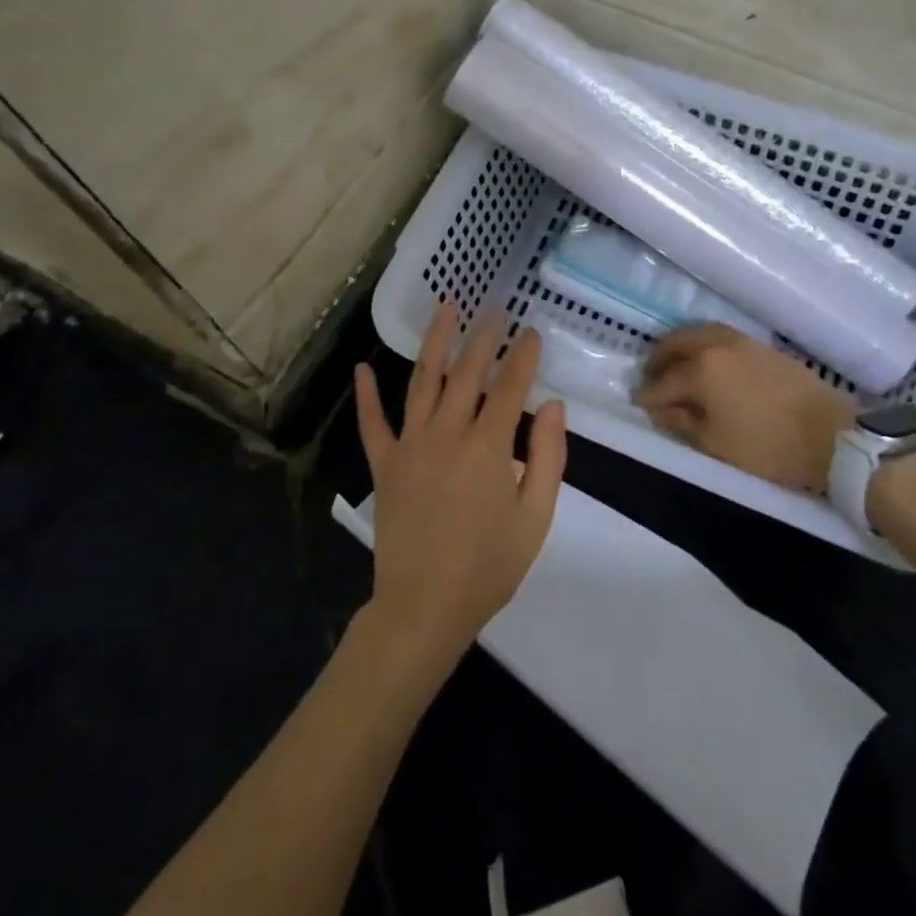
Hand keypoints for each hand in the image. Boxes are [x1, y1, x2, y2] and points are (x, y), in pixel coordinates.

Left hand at [353, 304, 566, 672]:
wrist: (425, 607)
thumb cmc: (489, 566)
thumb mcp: (536, 517)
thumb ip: (549, 457)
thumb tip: (552, 405)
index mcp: (488, 447)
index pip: (509, 387)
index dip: (523, 356)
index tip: (532, 331)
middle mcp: (447, 434)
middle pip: (467, 373)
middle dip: (484, 337)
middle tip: (495, 308)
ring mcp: (410, 446)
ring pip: (422, 381)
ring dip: (435, 342)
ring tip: (446, 308)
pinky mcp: (384, 464)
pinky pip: (373, 423)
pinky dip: (368, 394)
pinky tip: (363, 367)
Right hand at [634, 324, 857, 493]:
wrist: (831, 435)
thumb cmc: (768, 447)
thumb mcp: (715, 444)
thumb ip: (681, 422)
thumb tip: (658, 408)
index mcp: (700, 370)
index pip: (663, 381)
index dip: (647, 394)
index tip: (636, 402)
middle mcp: (716, 345)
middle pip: (676, 343)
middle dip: (658, 359)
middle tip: (650, 378)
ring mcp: (740, 341)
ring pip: (698, 332)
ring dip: (679, 346)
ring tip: (675, 366)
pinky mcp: (761, 345)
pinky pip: (718, 334)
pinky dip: (702, 343)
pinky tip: (705, 362)